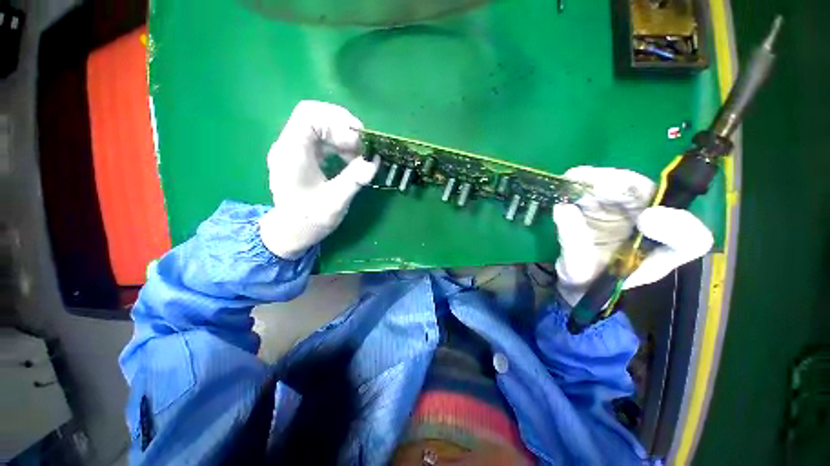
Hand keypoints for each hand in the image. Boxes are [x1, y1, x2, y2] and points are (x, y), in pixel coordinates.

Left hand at [258, 101, 377, 258]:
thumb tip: (373, 161)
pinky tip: (350, 160)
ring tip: (359, 155)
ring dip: (343, 136)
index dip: (336, 122)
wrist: (291, 231)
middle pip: (314, 115)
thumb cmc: (309, 220)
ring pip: (319, 125)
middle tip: (363, 145)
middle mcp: (289, 145)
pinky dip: (340, 144)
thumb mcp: (334, 203)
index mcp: (291, 154)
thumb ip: (353, 180)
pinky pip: (322, 138)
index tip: (358, 141)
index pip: (308, 116)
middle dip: (343, 126)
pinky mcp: (303, 155)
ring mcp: (295, 149)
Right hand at [553, 166, 713, 305]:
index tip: (643, 221)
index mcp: (658, 253)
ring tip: (575, 178)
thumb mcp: (579, 271)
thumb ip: (574, 242)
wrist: (577, 279)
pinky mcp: (611, 205)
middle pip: (654, 196)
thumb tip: (563, 208)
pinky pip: (607, 185)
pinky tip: (572, 178)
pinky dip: (589, 180)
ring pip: (629, 186)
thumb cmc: (585, 281)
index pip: (690, 239)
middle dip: (625, 186)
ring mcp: (631, 213)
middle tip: (594, 184)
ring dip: (602, 179)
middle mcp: (652, 228)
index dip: (675, 226)